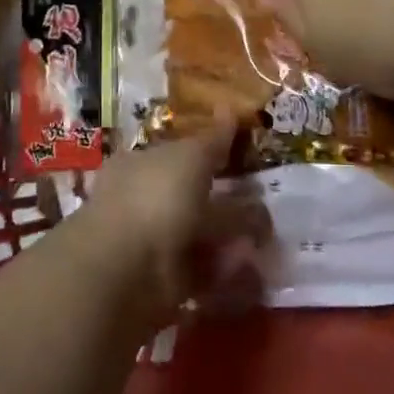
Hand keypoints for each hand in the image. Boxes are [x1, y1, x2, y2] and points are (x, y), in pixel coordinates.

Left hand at [75, 129, 270, 324]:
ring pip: (199, 237)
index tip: (241, 161)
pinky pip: (203, 274)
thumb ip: (213, 139)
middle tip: (265, 202)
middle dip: (226, 202)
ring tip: (266, 237)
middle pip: (191, 199)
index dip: (208, 156)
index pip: (176, 156)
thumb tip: (229, 109)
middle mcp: (143, 202)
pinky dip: (226, 273)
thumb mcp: (190, 157)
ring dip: (231, 238)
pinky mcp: (166, 284)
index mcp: (139, 166)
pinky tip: (250, 267)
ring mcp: (153, 245)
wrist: (127, 271)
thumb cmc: (155, 197)